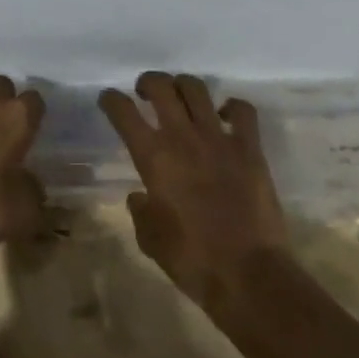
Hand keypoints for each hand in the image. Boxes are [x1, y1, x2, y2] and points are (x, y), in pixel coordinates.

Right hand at [100, 72, 289, 315]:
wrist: (249, 275)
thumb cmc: (192, 260)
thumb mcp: (150, 239)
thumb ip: (140, 210)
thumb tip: (140, 196)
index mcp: (153, 157)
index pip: (123, 112)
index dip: (111, 100)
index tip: (108, 100)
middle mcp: (182, 137)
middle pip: (161, 86)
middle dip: (148, 82)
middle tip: (145, 93)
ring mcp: (219, 138)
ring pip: (196, 88)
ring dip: (183, 86)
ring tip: (181, 97)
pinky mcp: (250, 148)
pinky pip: (242, 111)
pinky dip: (232, 107)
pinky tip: (226, 117)